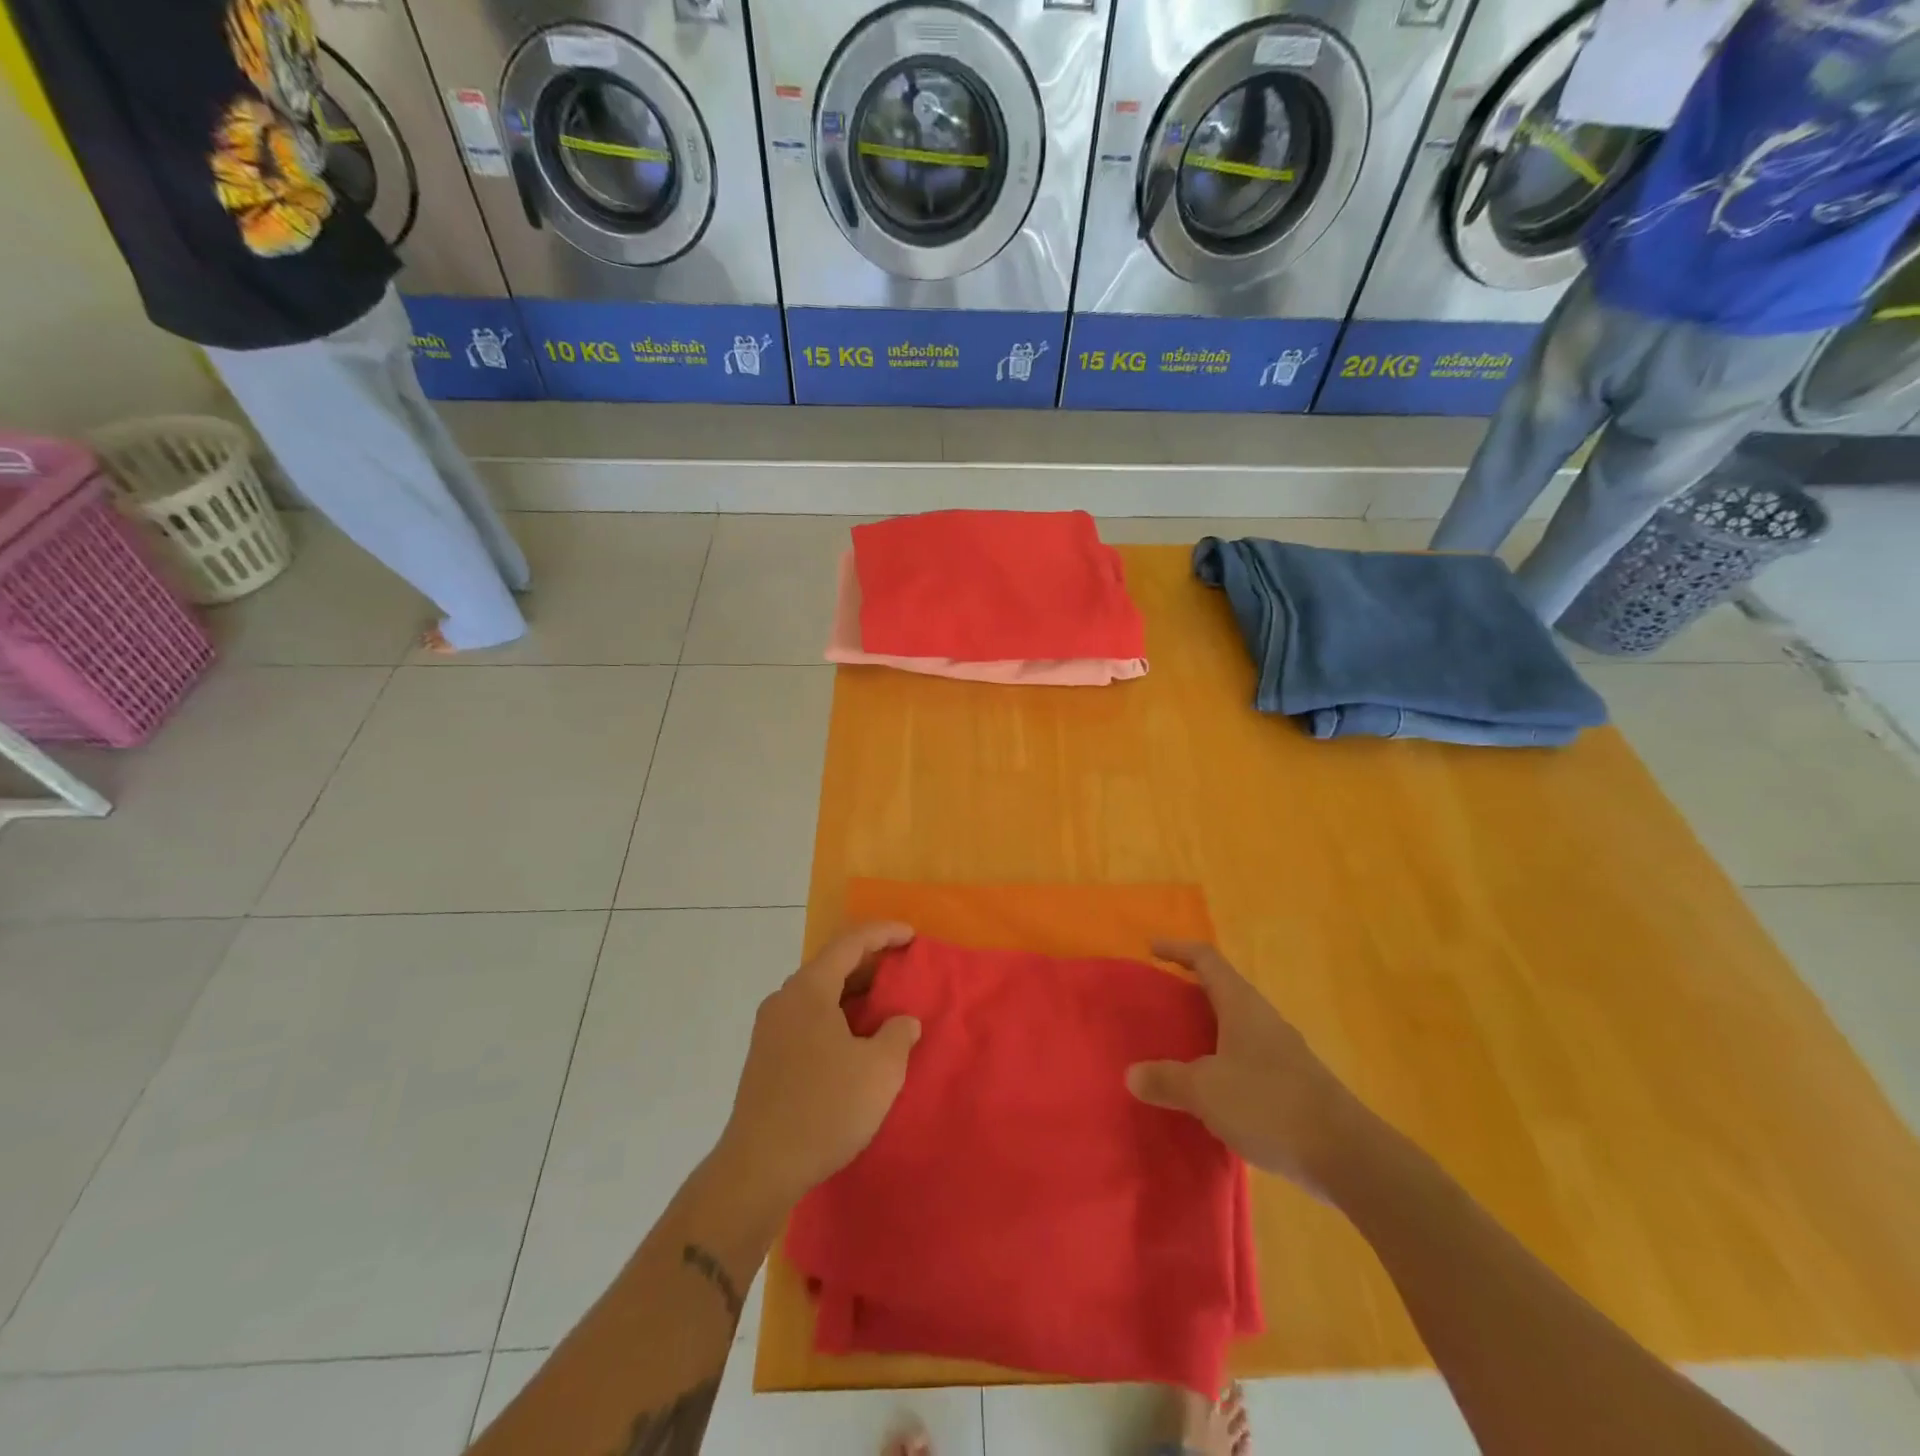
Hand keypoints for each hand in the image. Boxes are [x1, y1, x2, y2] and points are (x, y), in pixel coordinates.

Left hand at [713, 922, 922, 1211]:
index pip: (850, 943)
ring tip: (886, 1006)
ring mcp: (770, 1030)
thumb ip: (898, 1035)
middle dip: (870, 963)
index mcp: (809, 990)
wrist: (759, 1169)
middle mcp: (784, 1000)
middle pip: (832, 965)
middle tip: (903, 970)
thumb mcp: (880, 1070)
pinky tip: (856, 1040)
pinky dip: (837, 1017)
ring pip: (819, 994)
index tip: (912, 935)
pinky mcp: (766, 1057)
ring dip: (853, 994)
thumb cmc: (824, 1108)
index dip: (884, 933)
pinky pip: (808, 1019)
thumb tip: (902, 1022)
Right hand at [1127, 940, 1378, 1196]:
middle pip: (1222, 992)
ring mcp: (1282, 1053)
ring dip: (1205, 1033)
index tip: (1152, 948)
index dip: (1177, 950)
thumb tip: (1131, 1074)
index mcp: (1242, 1006)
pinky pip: (1246, 1061)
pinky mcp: (1293, 1086)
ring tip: (1175, 1051)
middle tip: (1157, 1005)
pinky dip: (1221, 1065)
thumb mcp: (1206, 1091)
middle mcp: (1263, 1020)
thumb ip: (1167, 1080)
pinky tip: (1208, 1095)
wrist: (1346, 1156)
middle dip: (1189, 994)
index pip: (1207, 960)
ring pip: (1235, 1029)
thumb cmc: (1270, 1105)